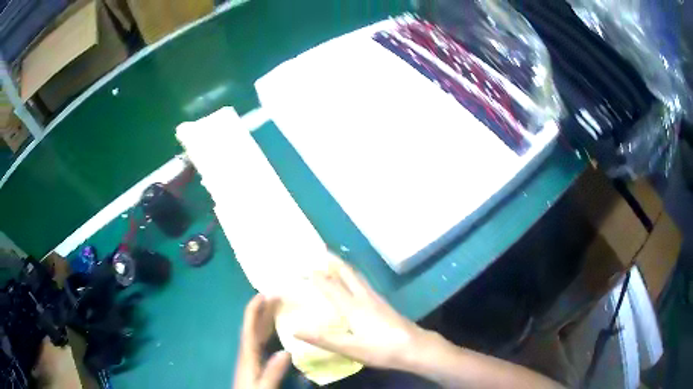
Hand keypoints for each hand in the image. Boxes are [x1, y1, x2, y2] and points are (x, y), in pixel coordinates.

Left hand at [234, 295, 290, 388]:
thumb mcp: (263, 387)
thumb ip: (272, 372)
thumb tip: (286, 352)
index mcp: (248, 355)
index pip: (249, 328)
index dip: (254, 310)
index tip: (263, 294)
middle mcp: (247, 352)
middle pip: (254, 327)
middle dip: (263, 310)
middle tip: (278, 295)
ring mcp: (249, 356)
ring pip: (257, 333)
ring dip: (265, 318)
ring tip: (278, 307)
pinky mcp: (253, 362)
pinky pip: (260, 340)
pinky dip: (267, 331)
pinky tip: (275, 331)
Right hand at [294, 258, 427, 370]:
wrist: (415, 347)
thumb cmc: (382, 349)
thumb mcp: (350, 348)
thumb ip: (323, 339)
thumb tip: (294, 329)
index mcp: (353, 306)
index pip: (330, 285)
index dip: (316, 275)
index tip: (302, 265)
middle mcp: (364, 297)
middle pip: (347, 273)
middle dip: (333, 261)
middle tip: (320, 252)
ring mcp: (376, 299)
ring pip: (357, 276)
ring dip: (344, 267)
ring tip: (334, 263)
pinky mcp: (384, 304)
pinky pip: (364, 283)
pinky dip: (353, 277)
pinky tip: (355, 284)